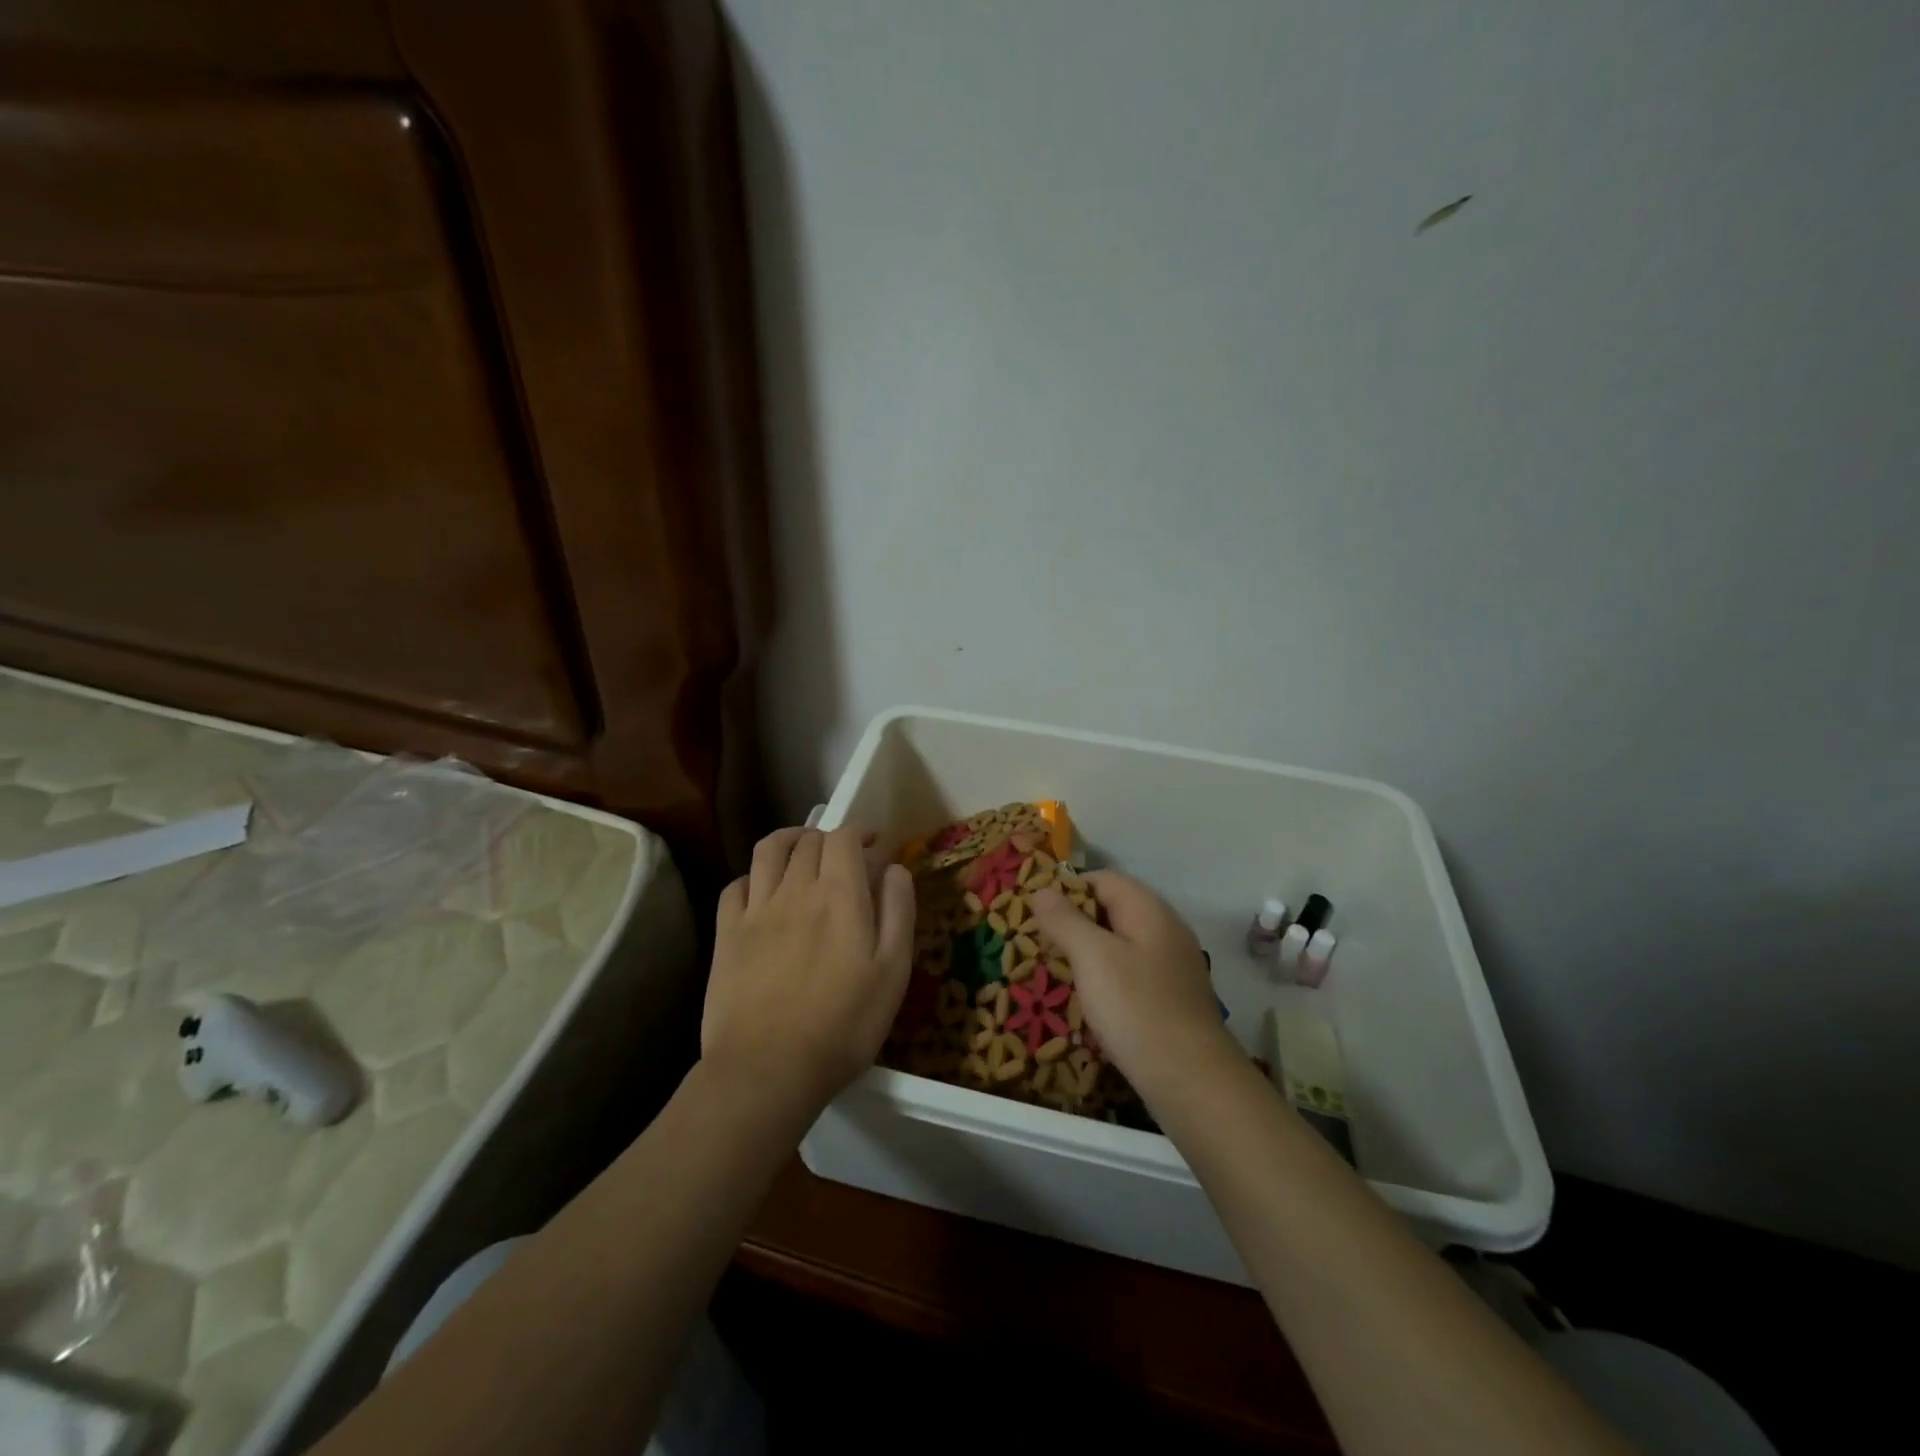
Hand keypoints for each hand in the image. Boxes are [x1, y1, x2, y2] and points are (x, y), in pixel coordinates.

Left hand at [703, 826, 914, 1110]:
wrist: (768, 1069)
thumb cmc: (844, 1024)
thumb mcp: (893, 971)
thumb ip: (898, 911)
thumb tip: (894, 868)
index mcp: (839, 894)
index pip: (845, 837)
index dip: (861, 832)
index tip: (875, 845)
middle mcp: (795, 889)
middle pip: (809, 840)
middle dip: (830, 837)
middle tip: (845, 856)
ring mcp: (756, 909)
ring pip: (769, 850)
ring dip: (790, 840)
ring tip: (802, 851)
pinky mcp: (727, 934)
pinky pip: (736, 885)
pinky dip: (754, 875)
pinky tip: (764, 890)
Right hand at [1031, 871, 1236, 1101]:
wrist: (1191, 1079)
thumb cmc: (1136, 1008)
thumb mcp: (1092, 957)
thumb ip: (1065, 920)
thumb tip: (1042, 889)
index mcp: (1149, 910)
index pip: (1102, 879)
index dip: (1067, 889)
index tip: (1036, 913)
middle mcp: (1166, 929)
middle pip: (1113, 909)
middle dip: (1075, 922)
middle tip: (1040, 944)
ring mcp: (1172, 964)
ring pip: (1121, 943)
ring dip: (1089, 952)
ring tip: (1057, 972)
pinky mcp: (1172, 996)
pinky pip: (1132, 972)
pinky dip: (1107, 977)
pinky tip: (1090, 1000)